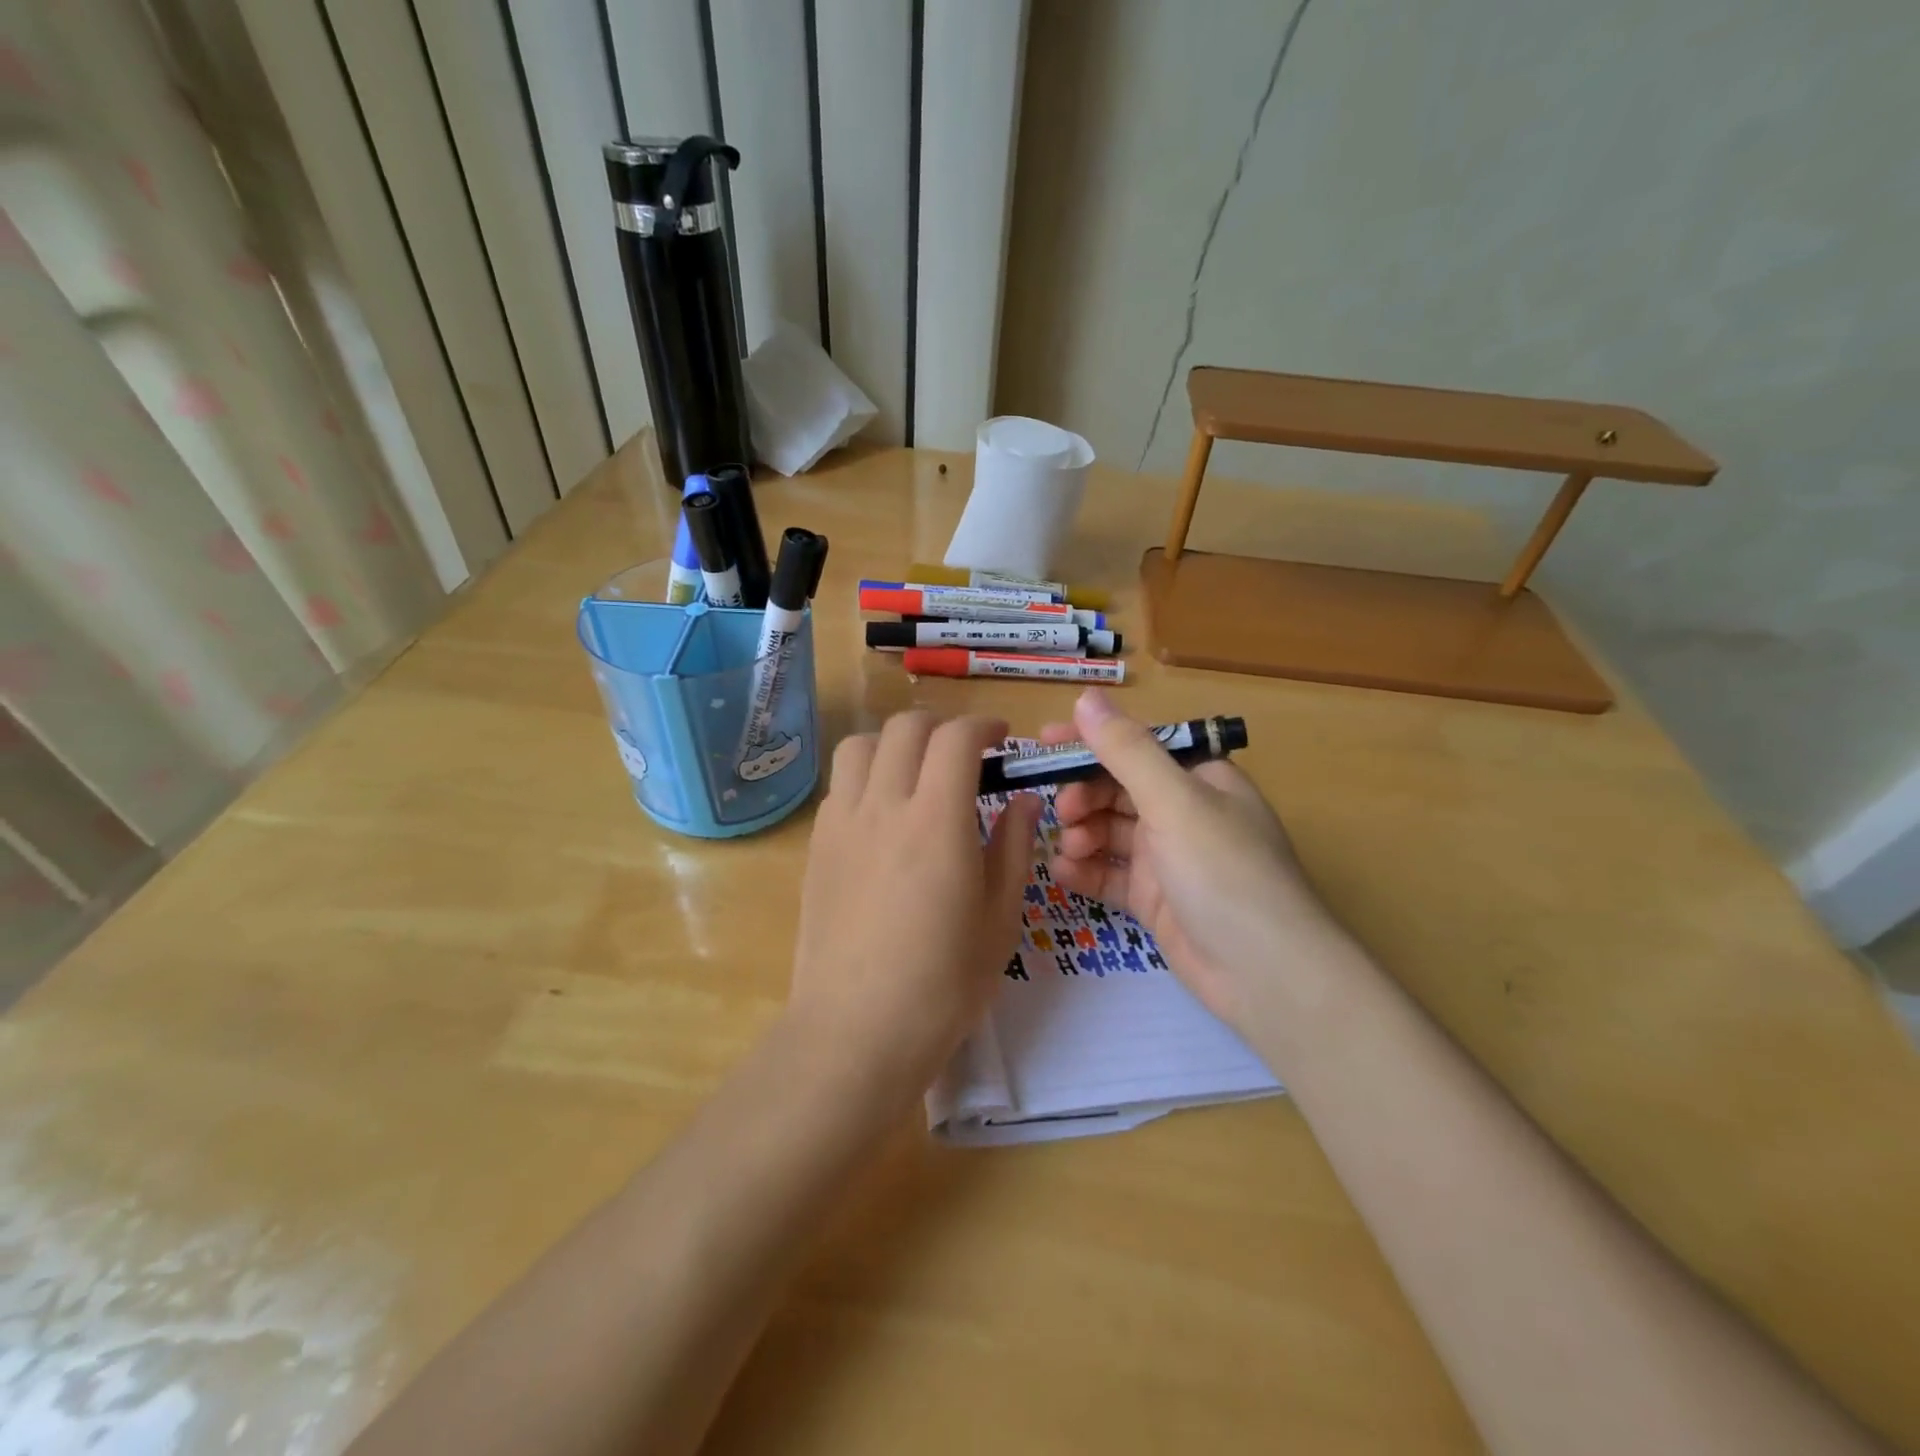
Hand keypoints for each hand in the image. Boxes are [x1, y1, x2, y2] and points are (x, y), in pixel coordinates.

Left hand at [789, 711, 1041, 1098]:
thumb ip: (1013, 846)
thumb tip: (1023, 800)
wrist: (856, 1030)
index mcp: (936, 820)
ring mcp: (841, 823)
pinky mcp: (816, 846)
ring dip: (895, 743)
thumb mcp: (1000, 917)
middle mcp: (883, 805)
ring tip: (917, 774)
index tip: (1001, 740)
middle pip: (905, 728)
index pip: (956, 738)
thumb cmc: (943, 983)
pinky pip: (840, 785)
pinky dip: (867, 777)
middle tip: (966, 756)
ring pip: (860, 745)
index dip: (983, 726)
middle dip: (942, 727)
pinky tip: (884, 816)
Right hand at [1041, 690, 1349, 1027]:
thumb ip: (1127, 750)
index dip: (1090, 741)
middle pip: (1119, 789)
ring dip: (1083, 833)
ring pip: (1111, 832)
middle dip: (1084, 795)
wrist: (1266, 975)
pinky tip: (1063, 875)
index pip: (1137, 745)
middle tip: (1062, 812)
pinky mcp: (1157, 900)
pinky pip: (1112, 874)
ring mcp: (1171, 859)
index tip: (1044, 743)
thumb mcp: (1174, 801)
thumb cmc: (1224, 872)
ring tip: (1069, 848)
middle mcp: (1185, 812)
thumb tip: (1086, 698)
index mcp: (1200, 778)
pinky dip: (1087, 871)